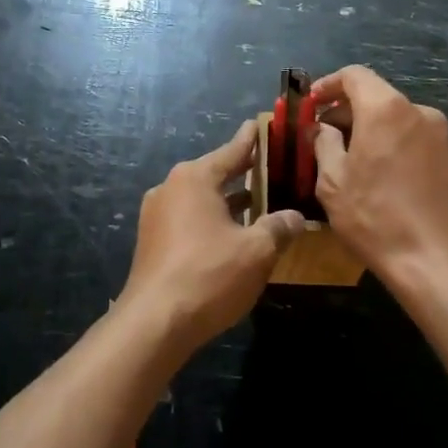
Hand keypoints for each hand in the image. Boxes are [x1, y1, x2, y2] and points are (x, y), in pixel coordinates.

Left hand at [119, 120, 305, 349]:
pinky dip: (212, 220)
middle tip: (271, 166)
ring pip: (201, 199)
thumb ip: (278, 227)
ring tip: (259, 202)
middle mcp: (171, 188)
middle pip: (215, 173)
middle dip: (243, 173)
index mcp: (194, 178)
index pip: (232, 150)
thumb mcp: (257, 250)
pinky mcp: (153, 241)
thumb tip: (295, 217)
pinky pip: (189, 219)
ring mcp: (157, 215)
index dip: (252, 139)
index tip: (262, 124)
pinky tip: (233, 234)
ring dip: (229, 201)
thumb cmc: (209, 275)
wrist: (154, 323)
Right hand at [312, 66, 447, 288]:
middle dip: (346, 111)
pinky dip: (391, 145)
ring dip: (369, 130)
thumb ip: (324, 145)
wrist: (440, 262)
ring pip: (395, 119)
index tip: (311, 105)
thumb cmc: (376, 219)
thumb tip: (324, 129)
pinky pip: (413, 138)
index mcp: (386, 110)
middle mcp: (418, 111)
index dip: (328, 85)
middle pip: (376, 96)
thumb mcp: (334, 183)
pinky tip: (378, 177)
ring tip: (348, 161)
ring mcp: (440, 135)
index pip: (354, 75)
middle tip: (322, 138)